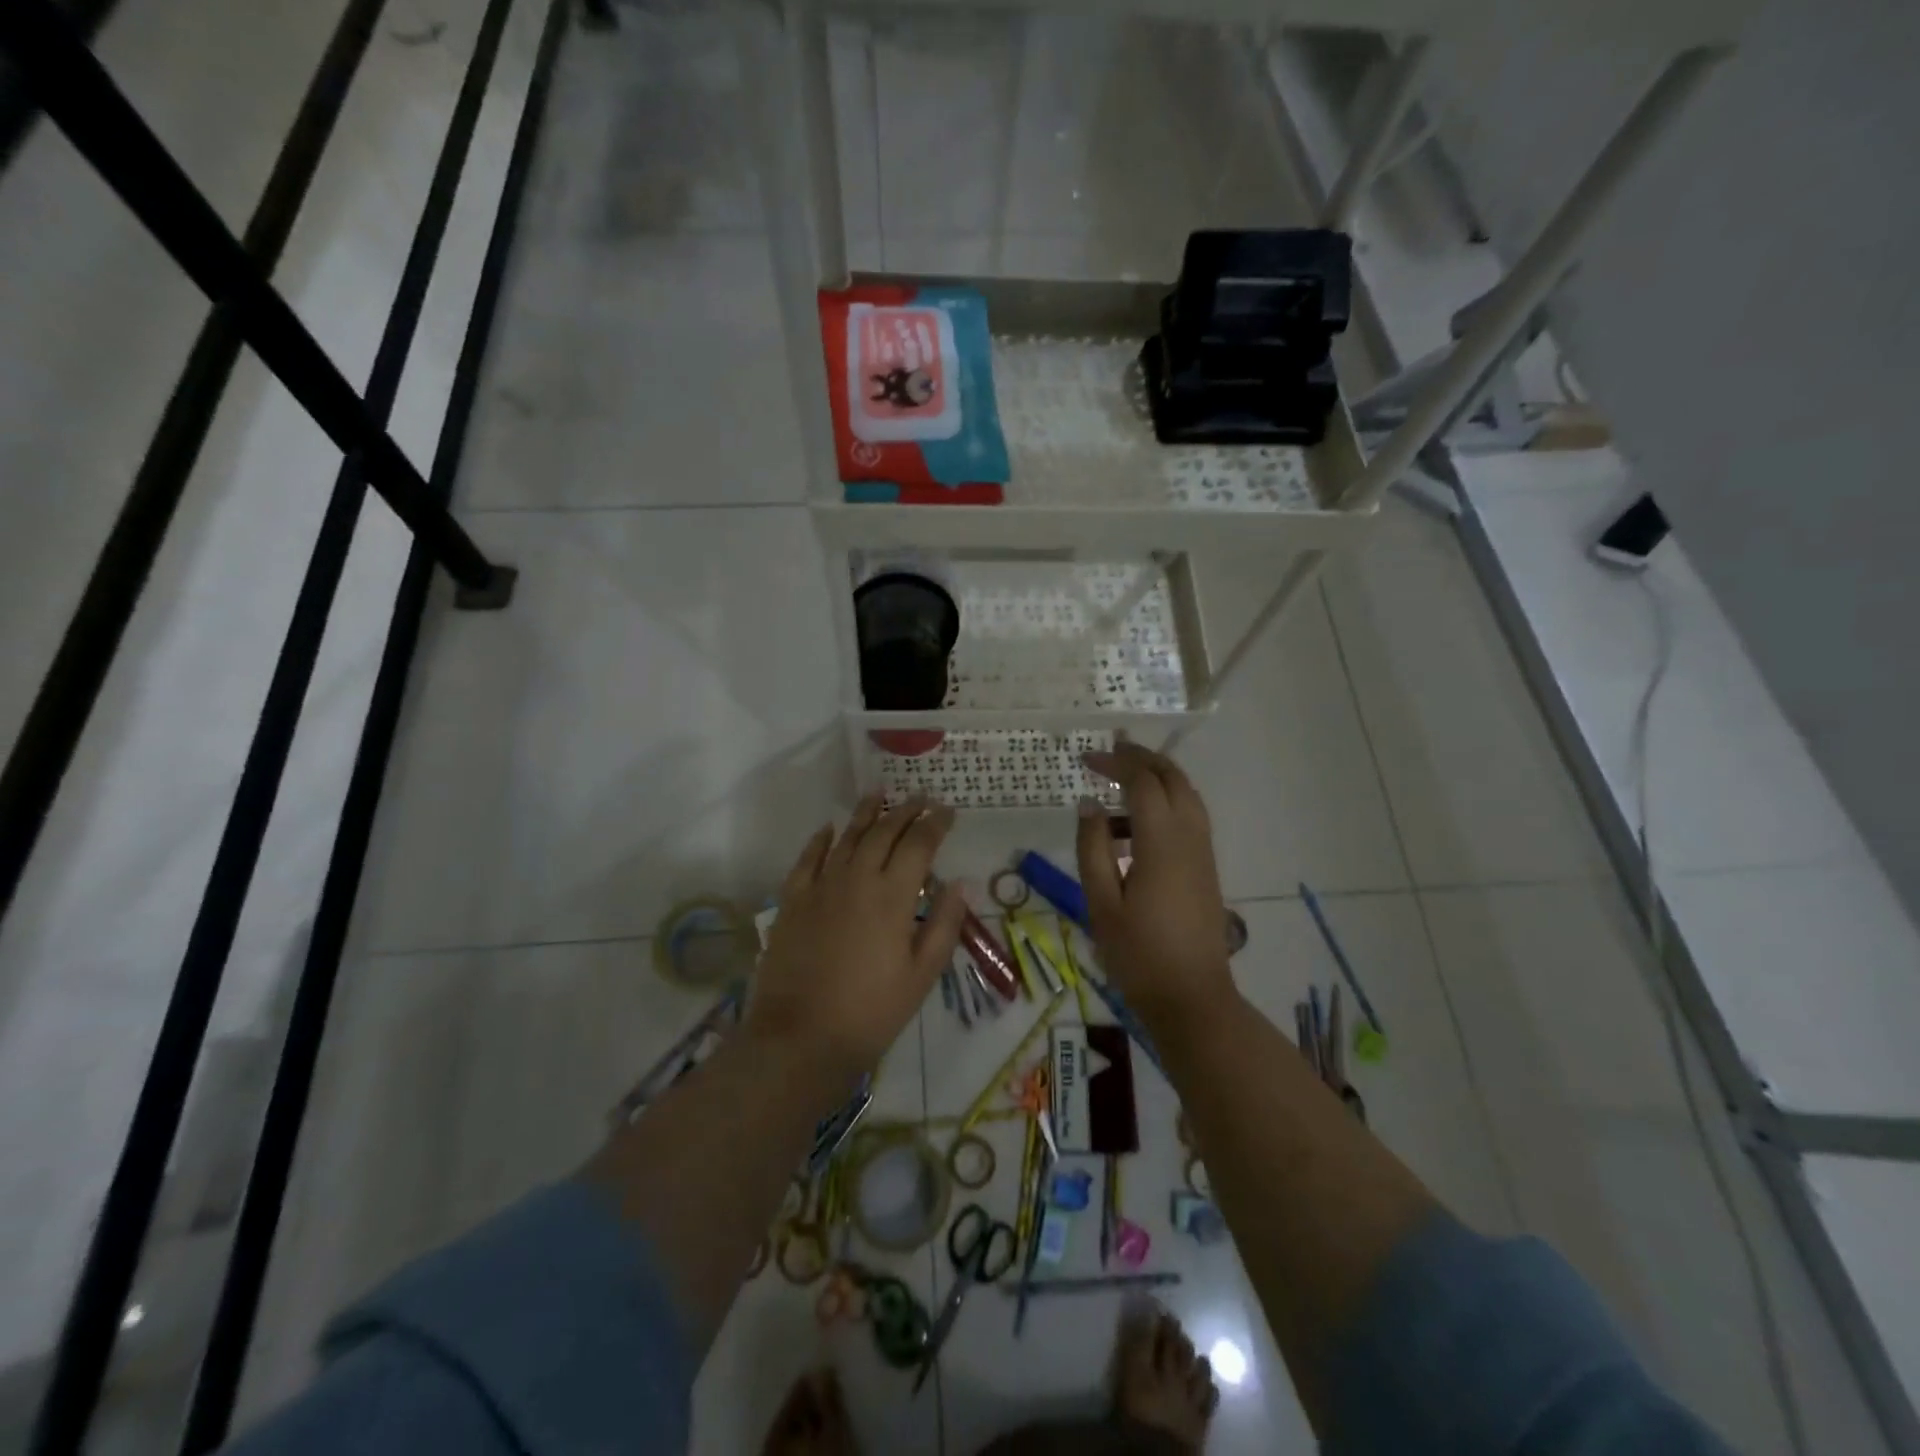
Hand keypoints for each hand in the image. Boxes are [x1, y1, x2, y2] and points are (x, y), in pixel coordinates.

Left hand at [749, 794, 966, 1076]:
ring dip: (865, 812)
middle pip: (884, 831)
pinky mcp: (792, 901)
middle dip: (906, 811)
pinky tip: (829, 827)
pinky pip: (808, 858)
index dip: (936, 824)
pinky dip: (820, 839)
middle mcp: (857, 878)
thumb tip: (960, 883)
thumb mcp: (921, 975)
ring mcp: (821, 887)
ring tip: (878, 793)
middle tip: (921, 798)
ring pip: (847, 837)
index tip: (948, 811)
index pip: (919, 844)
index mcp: (893, 896)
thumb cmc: (871, 1012)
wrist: (800, 1038)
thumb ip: (943, 925)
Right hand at [1077, 743, 1236, 1028]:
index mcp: (1162, 843)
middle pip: (1173, 778)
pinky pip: (1189, 818)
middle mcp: (1190, 837)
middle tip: (1110, 754)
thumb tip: (1088, 805)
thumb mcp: (1101, 903)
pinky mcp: (1206, 868)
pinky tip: (1134, 828)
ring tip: (1118, 787)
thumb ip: (1092, 849)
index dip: (1116, 764)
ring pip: (1186, 796)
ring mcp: (1203, 852)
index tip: (1087, 759)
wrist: (1193, 997)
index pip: (1143, 783)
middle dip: (1142, 759)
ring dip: (1156, 779)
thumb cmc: (1138, 954)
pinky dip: (1165, 804)